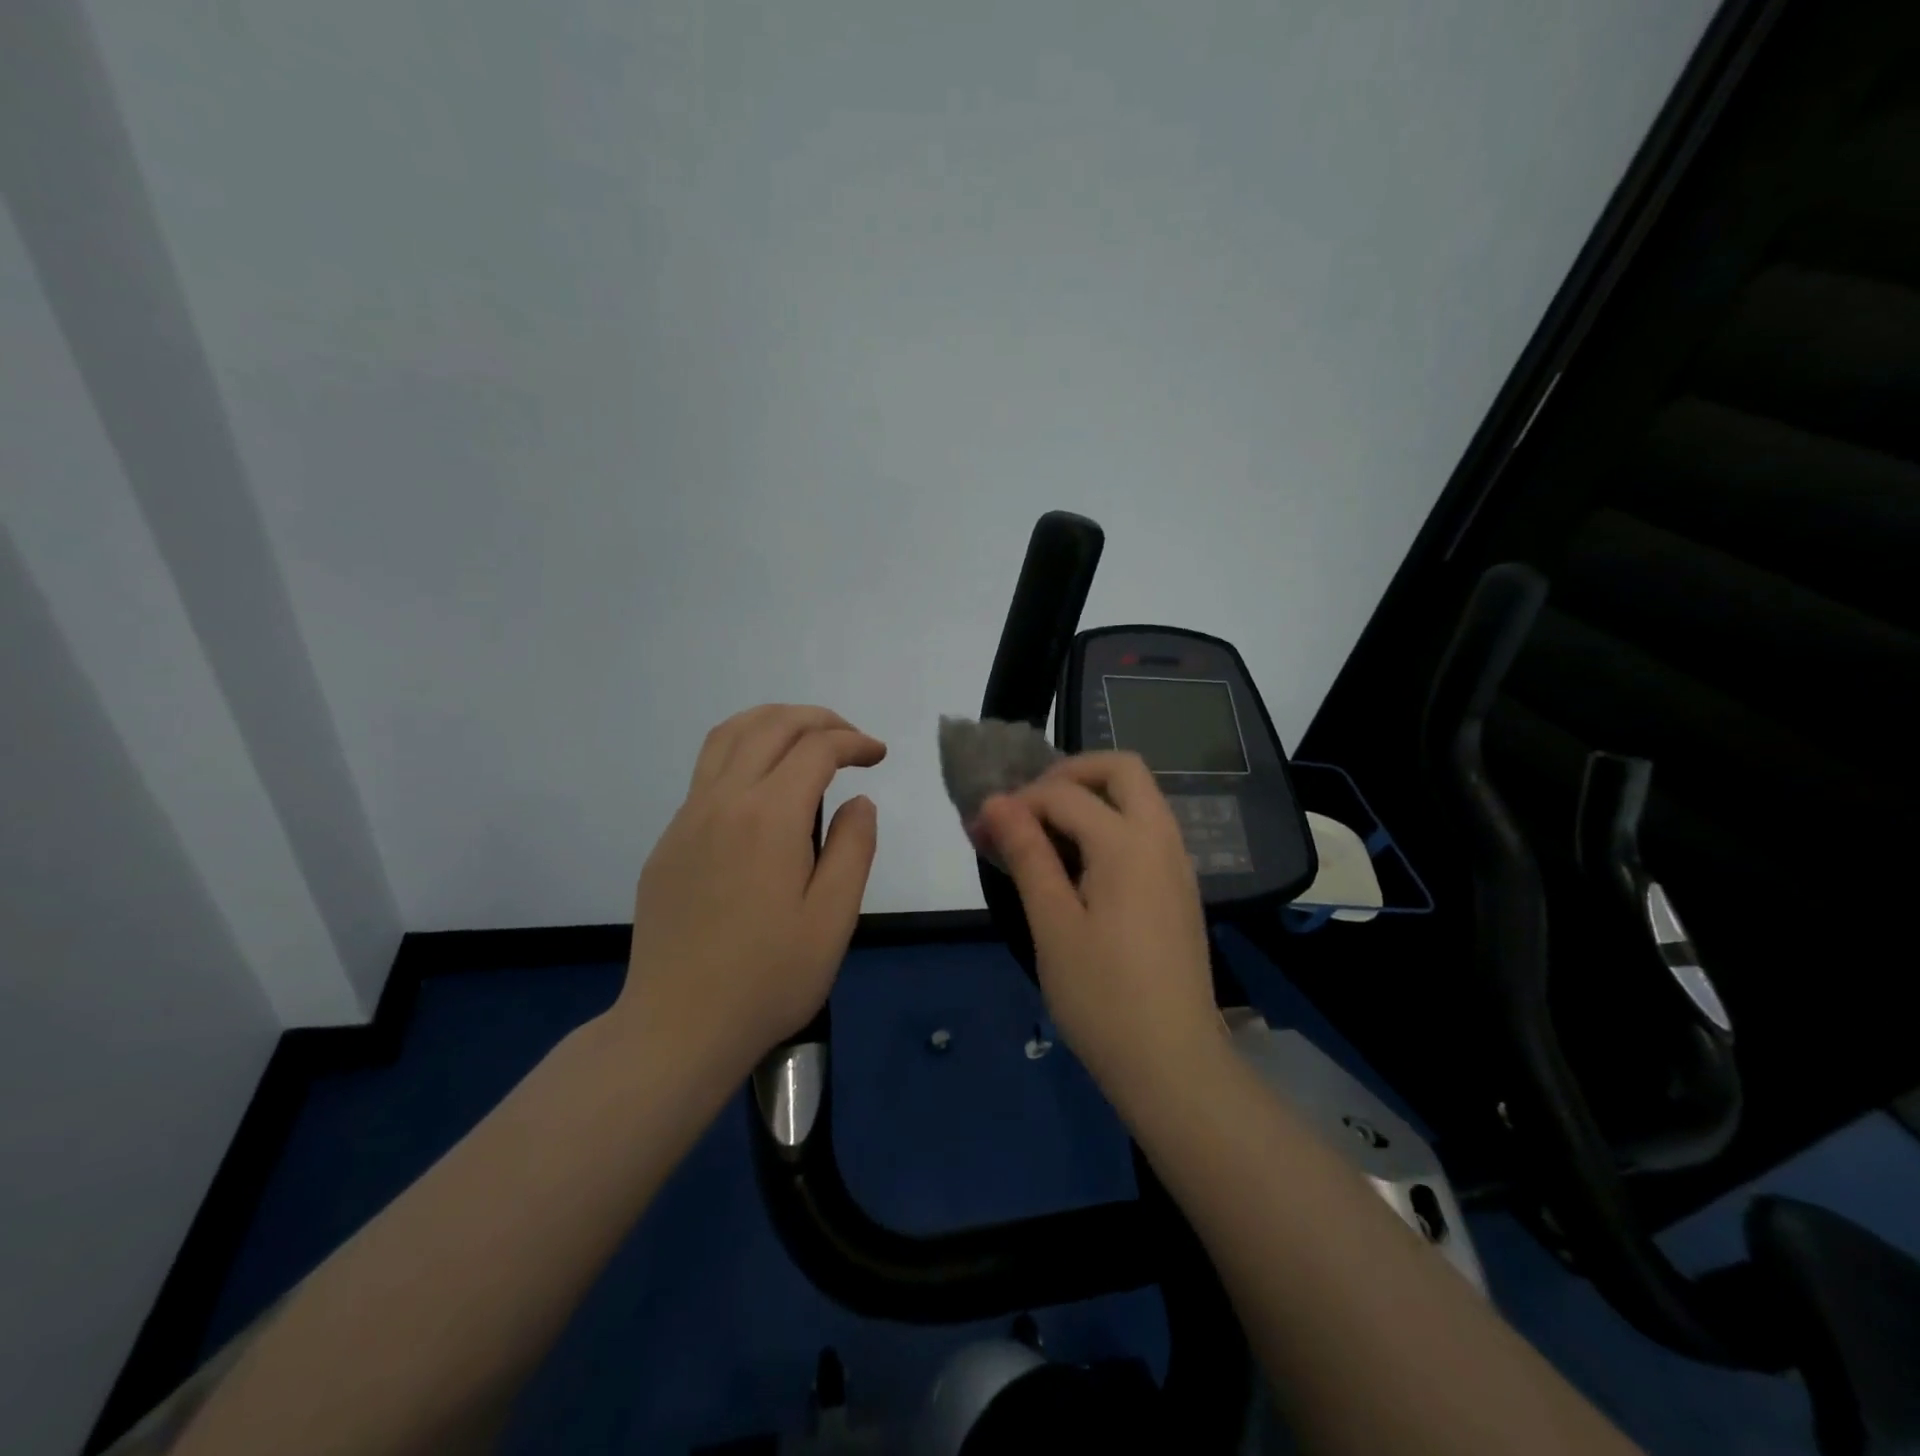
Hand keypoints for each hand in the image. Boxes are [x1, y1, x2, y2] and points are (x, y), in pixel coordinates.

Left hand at [616, 704, 885, 1081]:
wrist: (678, 1026)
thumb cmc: (768, 978)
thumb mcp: (833, 918)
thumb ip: (853, 848)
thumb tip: (858, 802)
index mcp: (769, 816)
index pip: (816, 749)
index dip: (853, 742)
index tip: (878, 756)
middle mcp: (723, 801)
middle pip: (769, 726)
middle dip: (817, 719)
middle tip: (850, 739)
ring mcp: (687, 819)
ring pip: (727, 737)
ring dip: (772, 723)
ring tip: (806, 739)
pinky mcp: (668, 842)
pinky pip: (706, 773)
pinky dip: (743, 753)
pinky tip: (763, 789)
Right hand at [978, 752, 1223, 1103]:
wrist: (1174, 1064)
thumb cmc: (1103, 998)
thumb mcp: (1053, 925)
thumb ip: (1028, 855)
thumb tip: (996, 803)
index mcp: (1128, 844)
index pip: (1065, 793)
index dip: (1019, 801)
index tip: (984, 828)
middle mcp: (1162, 839)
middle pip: (1122, 769)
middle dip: (1070, 772)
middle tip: (1029, 805)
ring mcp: (1178, 863)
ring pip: (1139, 797)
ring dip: (1092, 797)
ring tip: (1045, 834)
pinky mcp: (1179, 888)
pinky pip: (1146, 829)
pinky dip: (1110, 823)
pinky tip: (1079, 865)